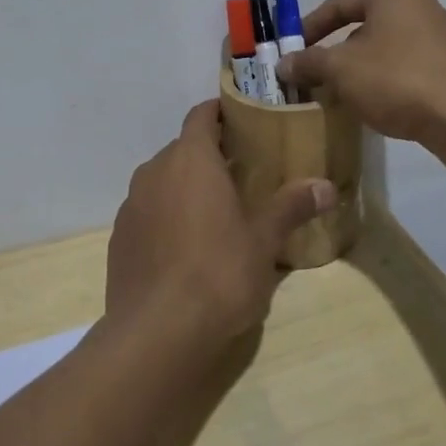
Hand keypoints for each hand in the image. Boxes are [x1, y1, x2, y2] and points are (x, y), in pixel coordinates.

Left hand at [105, 101, 335, 353]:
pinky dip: (165, 216)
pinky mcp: (119, 238)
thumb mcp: (264, 241)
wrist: (156, 333)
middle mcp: (154, 171)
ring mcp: (131, 205)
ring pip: (162, 180)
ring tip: (215, 210)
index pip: (201, 115)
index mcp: (190, 159)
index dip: (220, 112)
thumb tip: (326, 186)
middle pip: (183, 148)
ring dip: (185, 186)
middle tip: (241, 172)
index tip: (242, 120)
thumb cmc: (218, 274)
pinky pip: (147, 212)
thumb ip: (291, 206)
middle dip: (209, 155)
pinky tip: (185, 247)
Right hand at [274, 0, 445, 145]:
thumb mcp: (341, 69)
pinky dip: (383, 79)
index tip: (291, 51)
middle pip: (362, 24)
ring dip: (358, 68)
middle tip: (313, 75)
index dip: (309, 27)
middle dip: (334, 51)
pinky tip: (373, 103)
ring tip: (339, 93)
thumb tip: (283, 64)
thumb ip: (309, 62)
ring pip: (383, 47)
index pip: (339, 3)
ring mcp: (439, 34)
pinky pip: (404, 65)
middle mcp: (419, 3)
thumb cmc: (397, 78)